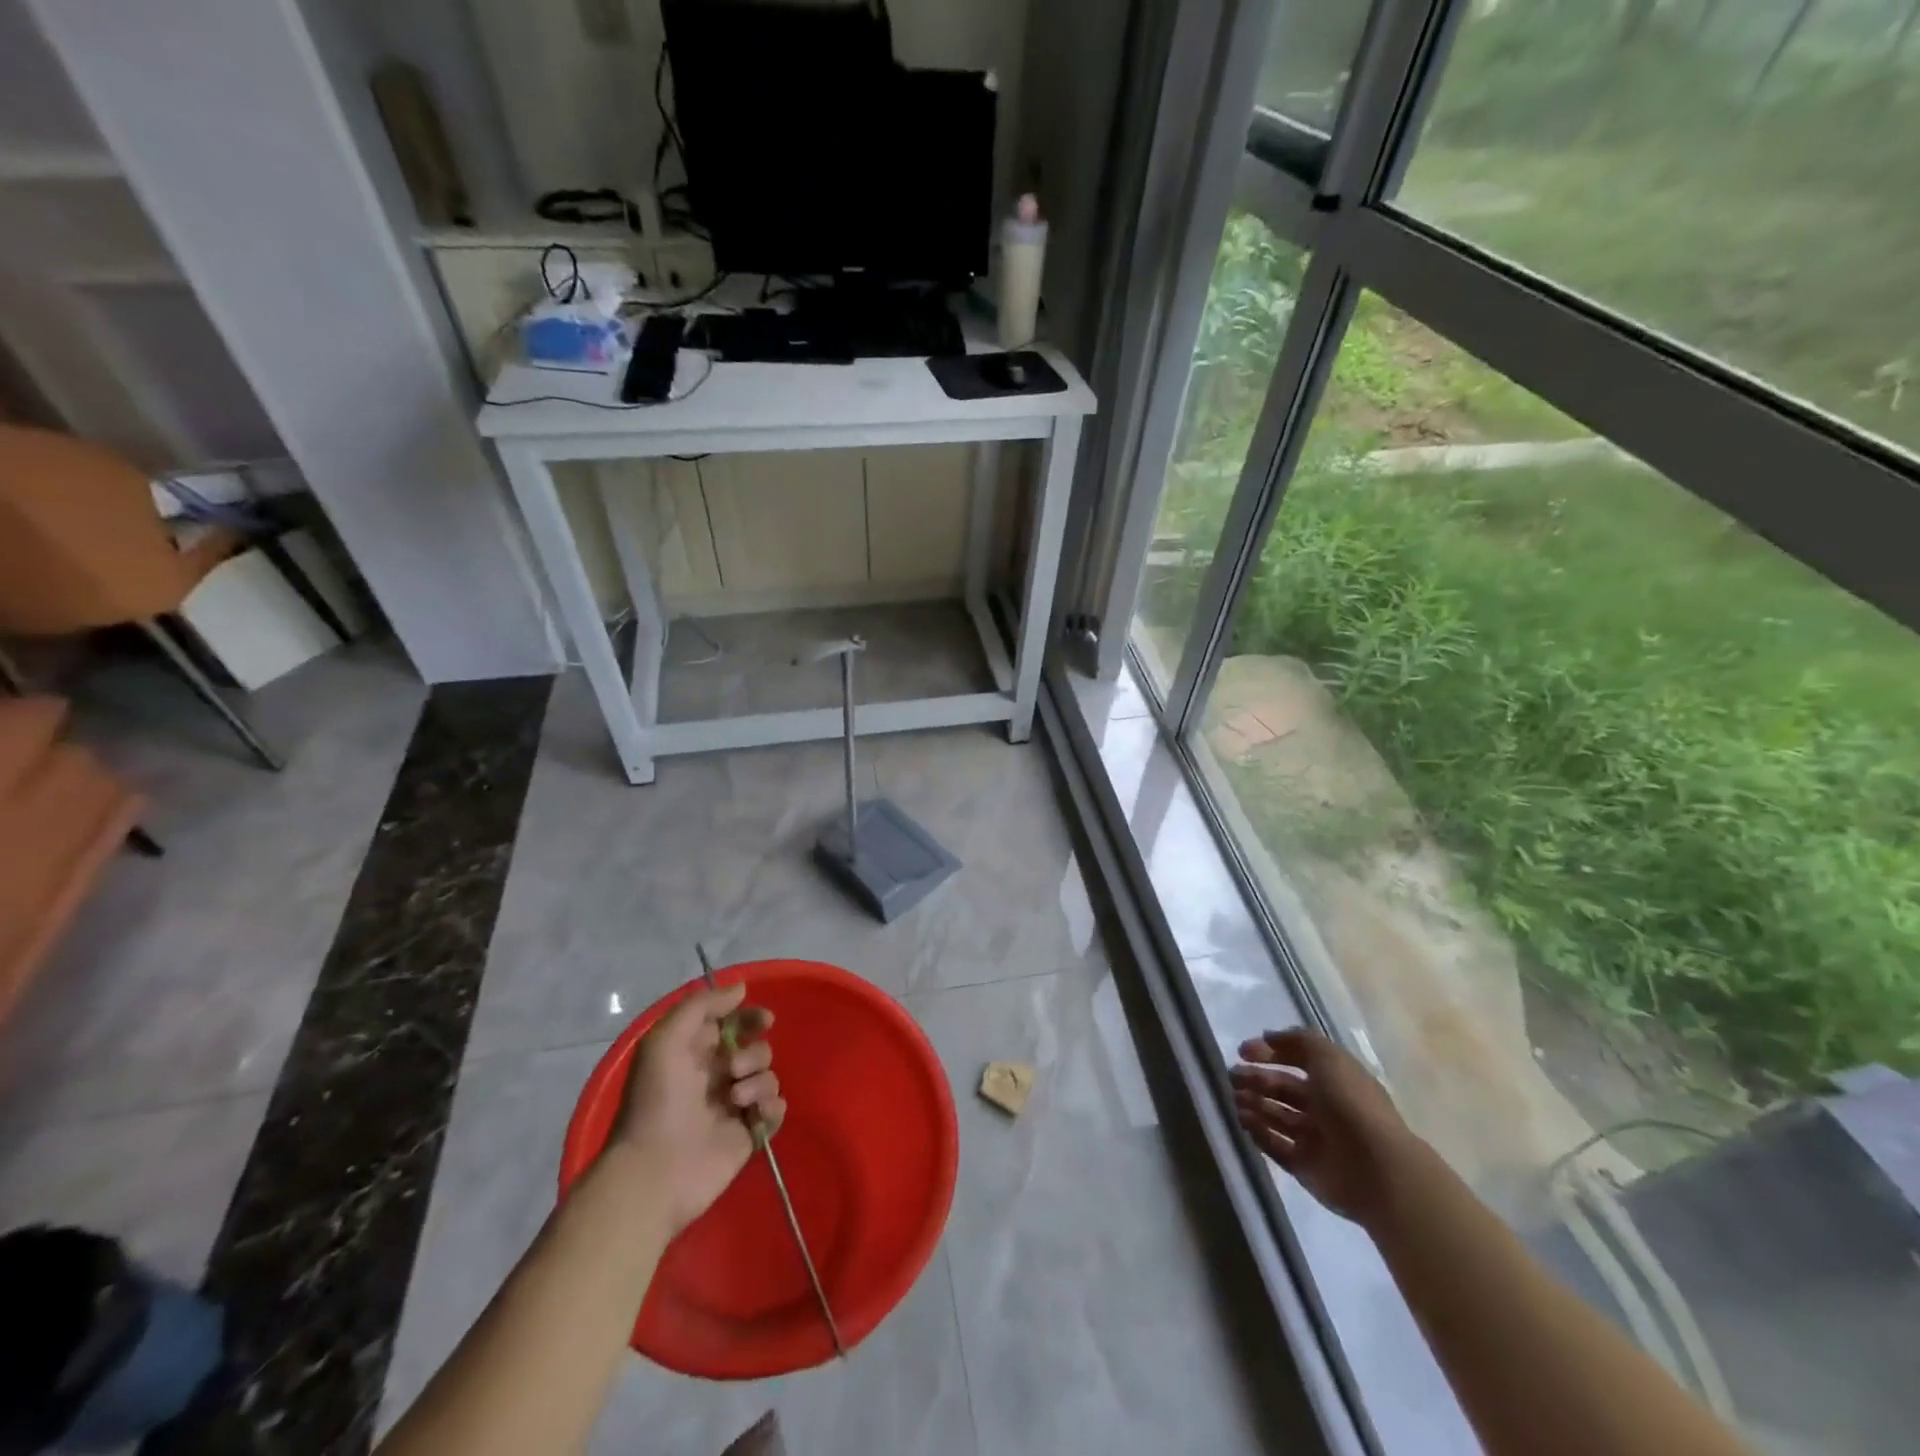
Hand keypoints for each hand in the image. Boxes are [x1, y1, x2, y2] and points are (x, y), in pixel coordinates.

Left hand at [610, 983, 785, 1234]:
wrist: (655, 1170)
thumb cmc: (656, 1100)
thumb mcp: (665, 1040)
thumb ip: (701, 1006)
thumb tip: (741, 989)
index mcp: (696, 1053)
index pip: (734, 1024)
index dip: (751, 1017)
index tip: (764, 1020)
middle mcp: (717, 1076)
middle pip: (757, 1048)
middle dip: (753, 1053)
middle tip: (732, 1070)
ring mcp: (735, 1107)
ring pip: (769, 1077)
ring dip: (759, 1080)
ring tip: (736, 1099)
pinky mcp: (749, 1134)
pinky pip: (776, 1109)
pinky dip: (771, 1107)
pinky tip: (754, 1114)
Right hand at [1230, 1027, 1416, 1229]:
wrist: (1376, 1169)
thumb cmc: (1351, 1104)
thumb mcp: (1328, 1057)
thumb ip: (1297, 1041)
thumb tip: (1267, 1038)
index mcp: (1334, 1080)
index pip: (1296, 1060)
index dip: (1269, 1053)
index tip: (1241, 1052)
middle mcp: (1324, 1107)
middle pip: (1283, 1089)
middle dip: (1256, 1080)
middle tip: (1232, 1077)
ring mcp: (1315, 1139)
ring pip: (1276, 1116)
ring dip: (1254, 1105)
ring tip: (1235, 1099)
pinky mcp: (1305, 1166)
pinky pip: (1275, 1146)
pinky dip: (1258, 1133)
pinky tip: (1243, 1121)